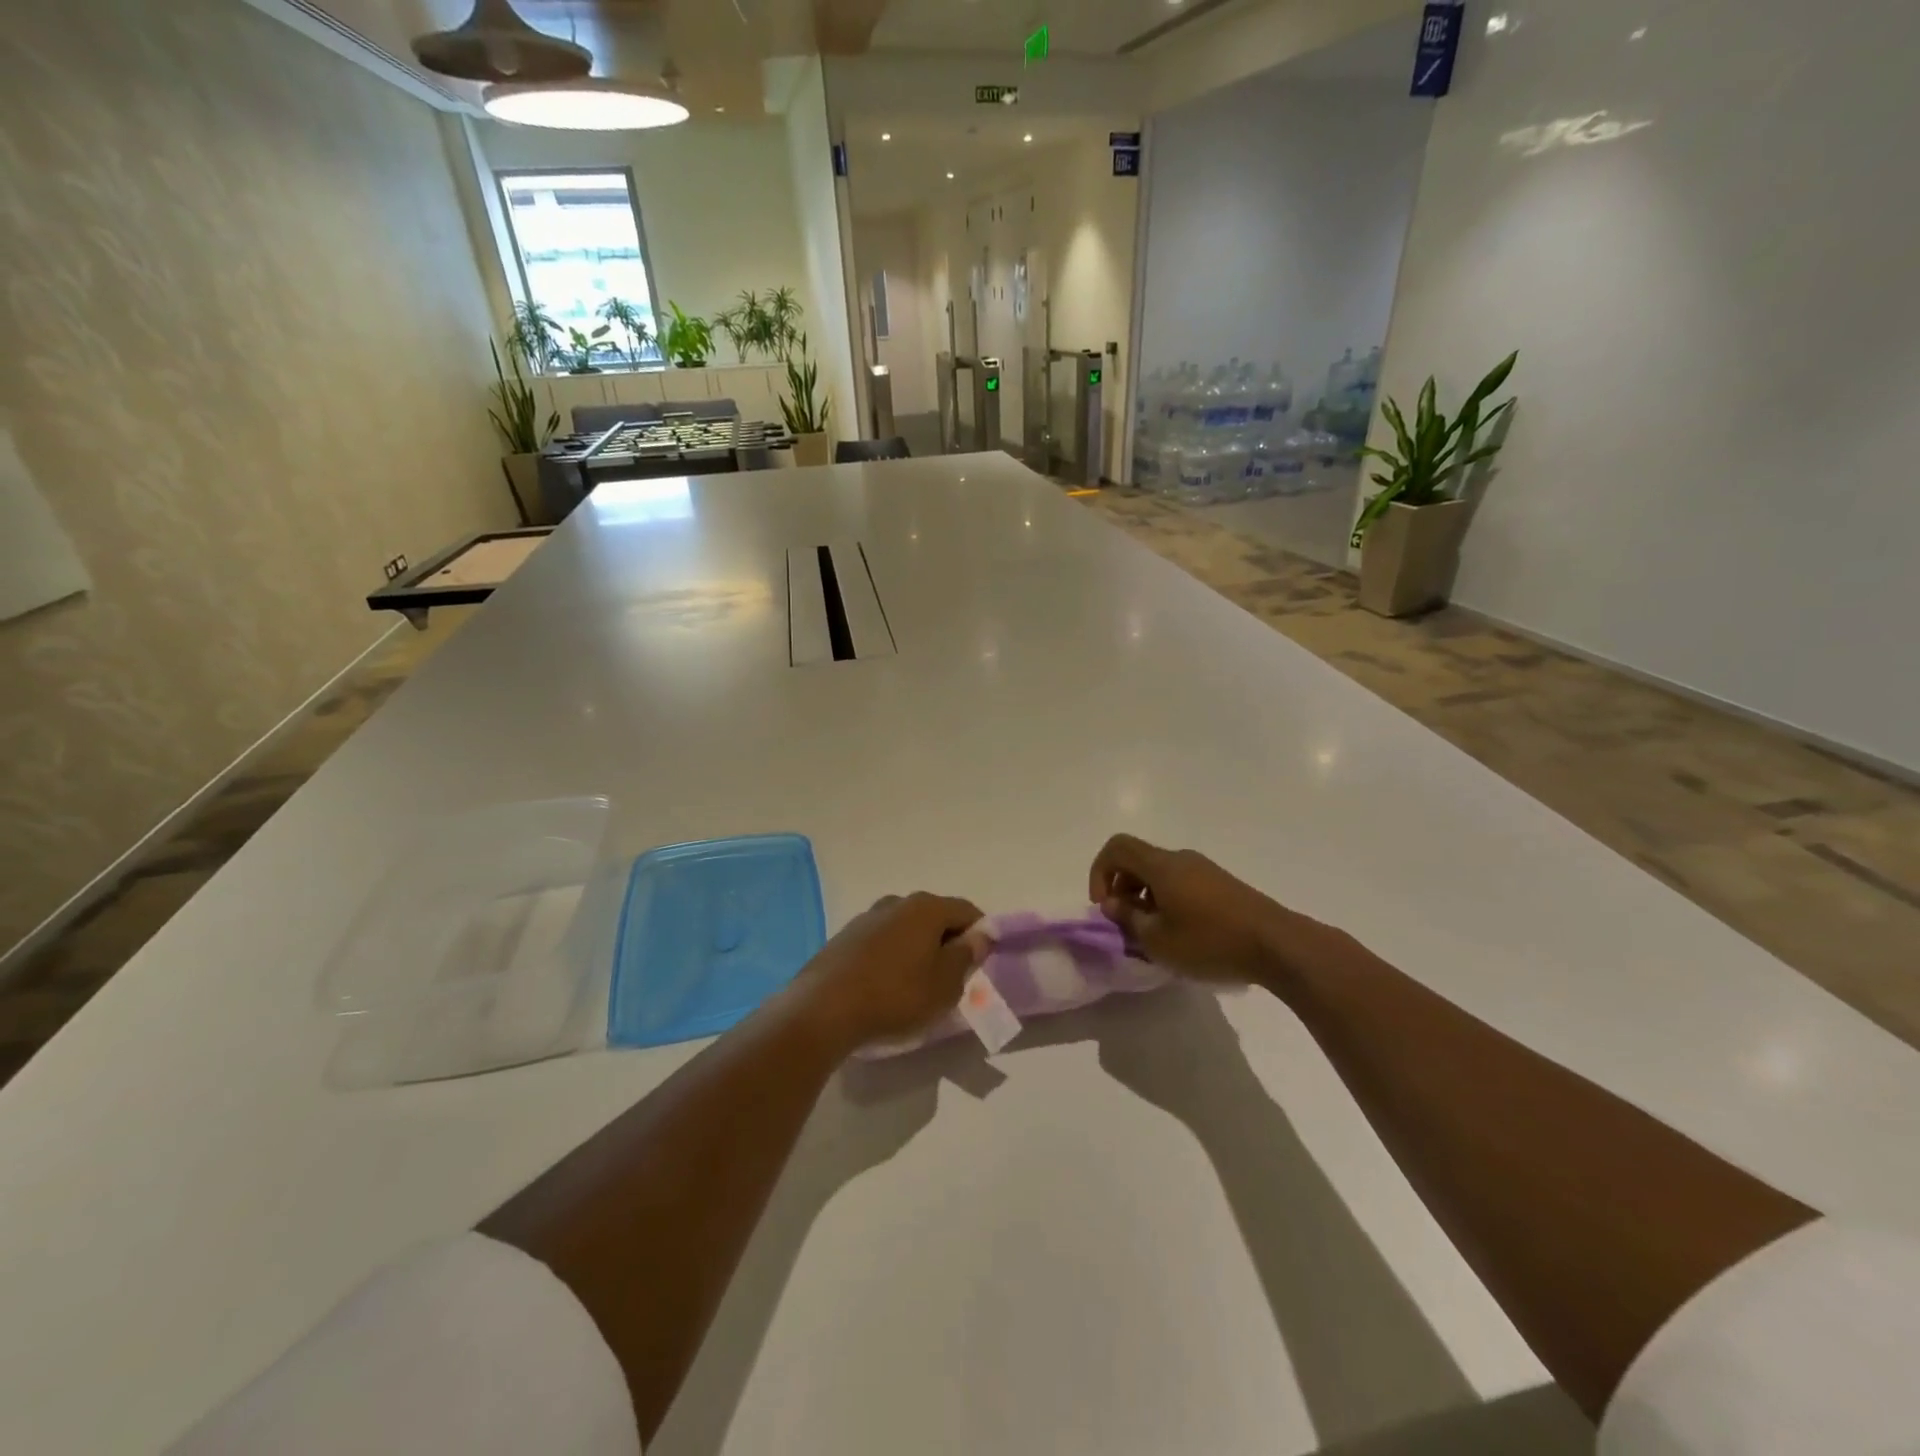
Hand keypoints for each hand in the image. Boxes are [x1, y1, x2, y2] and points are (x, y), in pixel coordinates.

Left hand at [790, 893, 985, 1052]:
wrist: (823, 1009)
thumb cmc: (896, 996)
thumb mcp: (945, 985)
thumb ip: (966, 956)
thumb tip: (979, 935)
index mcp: (926, 908)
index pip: (966, 910)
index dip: (980, 934)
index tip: (980, 963)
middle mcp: (896, 902)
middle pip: (934, 917)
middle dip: (947, 942)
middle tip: (951, 977)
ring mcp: (866, 917)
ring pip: (906, 928)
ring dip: (917, 949)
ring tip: (917, 985)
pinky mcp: (844, 938)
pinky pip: (881, 941)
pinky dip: (892, 956)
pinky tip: (886, 986)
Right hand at [1089, 834, 1298, 985]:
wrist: (1277, 945)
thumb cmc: (1210, 941)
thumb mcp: (1158, 940)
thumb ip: (1128, 919)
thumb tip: (1113, 904)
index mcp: (1161, 866)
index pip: (1117, 847)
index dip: (1100, 872)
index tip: (1105, 906)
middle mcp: (1181, 859)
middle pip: (1137, 861)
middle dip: (1122, 889)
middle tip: (1126, 925)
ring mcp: (1204, 870)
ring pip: (1159, 874)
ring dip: (1145, 899)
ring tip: (1153, 935)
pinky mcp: (1221, 885)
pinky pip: (1181, 884)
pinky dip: (1167, 902)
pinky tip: (1180, 935)